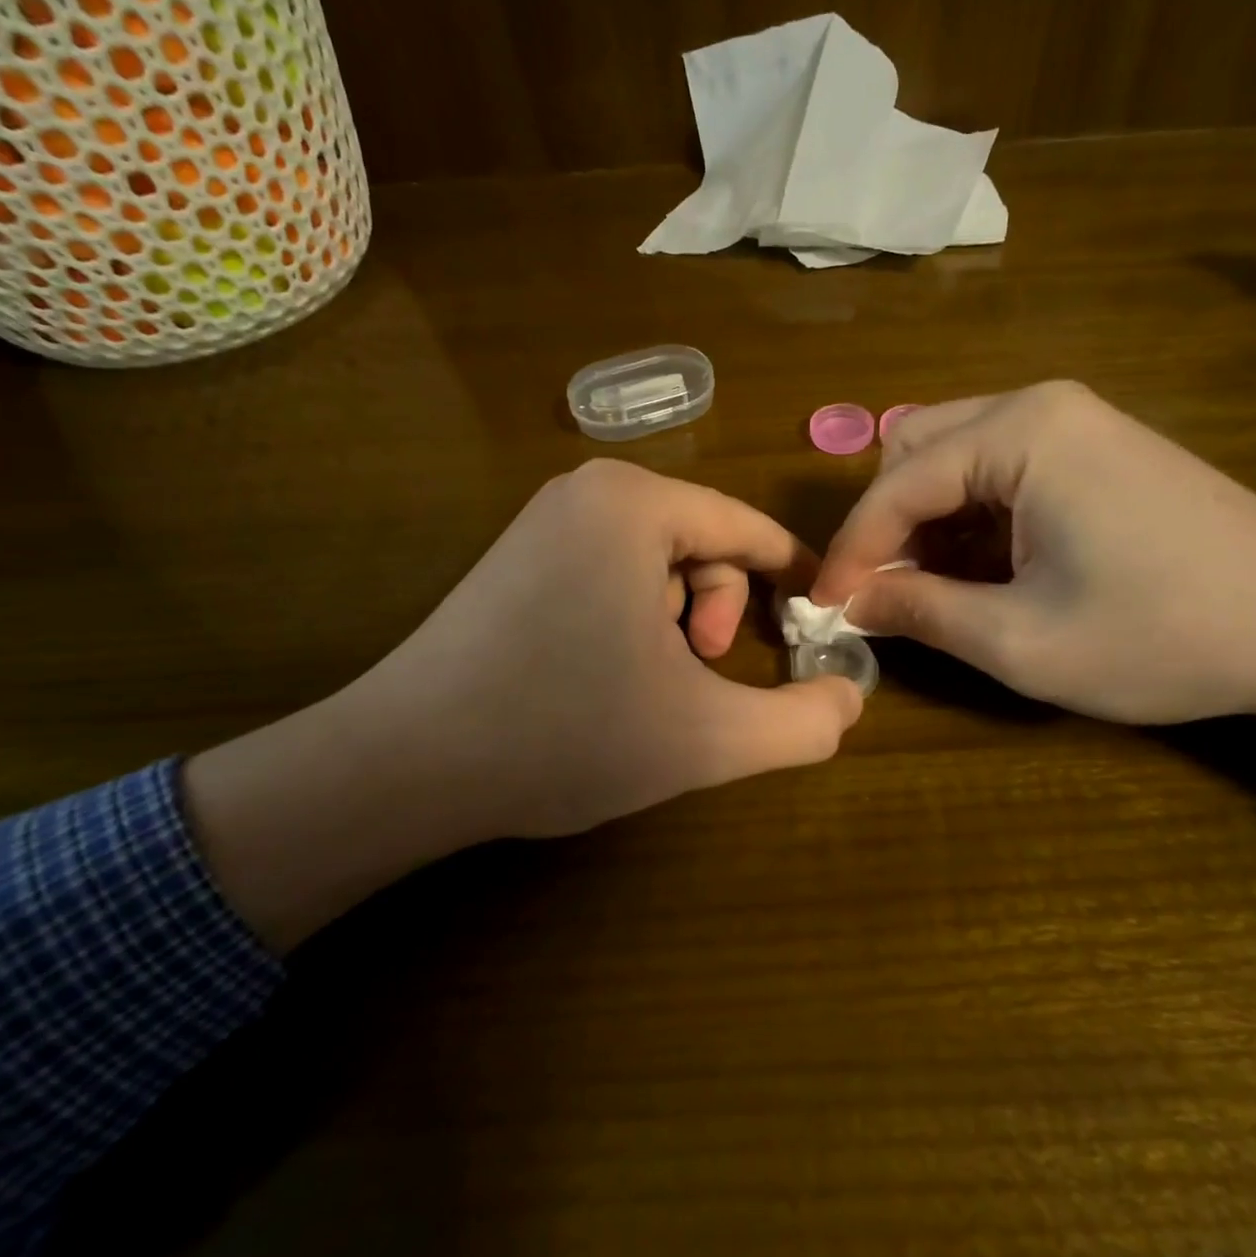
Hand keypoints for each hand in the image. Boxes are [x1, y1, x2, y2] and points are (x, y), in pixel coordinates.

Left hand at [187, 460, 861, 948]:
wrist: (403, 765)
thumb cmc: (564, 734)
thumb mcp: (706, 737)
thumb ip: (800, 723)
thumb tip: (851, 700)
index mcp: (635, 504)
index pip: (749, 529)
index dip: (795, 578)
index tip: (819, 623)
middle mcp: (587, 491)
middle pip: (704, 542)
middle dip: (721, 610)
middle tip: (703, 670)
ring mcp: (543, 521)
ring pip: (658, 562)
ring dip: (679, 621)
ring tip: (653, 680)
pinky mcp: (514, 556)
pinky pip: (610, 572)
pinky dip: (634, 619)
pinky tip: (606, 673)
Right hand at [812, 380, 1255, 723]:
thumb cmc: (1165, 633)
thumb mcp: (1022, 640)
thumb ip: (920, 612)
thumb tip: (850, 602)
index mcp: (1020, 433)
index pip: (897, 485)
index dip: (852, 551)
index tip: (824, 608)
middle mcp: (1039, 406)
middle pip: (915, 451)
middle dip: (887, 524)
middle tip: (883, 594)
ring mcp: (1073, 422)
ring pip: (953, 458)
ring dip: (926, 522)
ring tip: (931, 590)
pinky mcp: (1094, 449)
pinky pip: (998, 471)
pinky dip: (969, 519)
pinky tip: (982, 571)